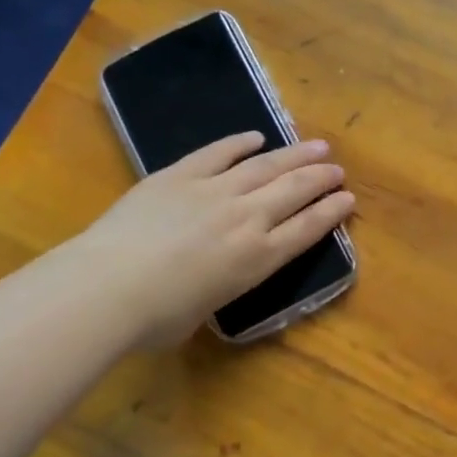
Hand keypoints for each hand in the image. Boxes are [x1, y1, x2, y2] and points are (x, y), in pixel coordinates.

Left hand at [80, 131, 354, 348]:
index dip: (330, 212)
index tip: (348, 198)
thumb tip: (207, 280)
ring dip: (294, 155)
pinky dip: (239, 143)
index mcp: (257, 259)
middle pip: (294, 191)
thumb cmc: (156, 319)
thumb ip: (215, 289)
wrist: (108, 286)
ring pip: (265, 166)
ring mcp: (214, 191)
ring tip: (316, 145)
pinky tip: (256, 137)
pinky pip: (218, 153)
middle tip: (337, 169)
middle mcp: (246, 219)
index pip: (306, 229)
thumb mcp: (202, 313)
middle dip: (320, 178)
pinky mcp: (180, 175)